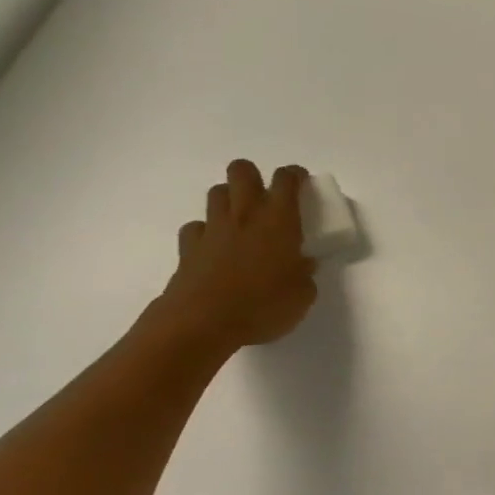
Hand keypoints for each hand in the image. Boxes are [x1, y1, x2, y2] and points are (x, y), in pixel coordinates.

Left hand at [149, 160, 318, 354]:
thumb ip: (305, 274)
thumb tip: (302, 265)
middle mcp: (245, 215)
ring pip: (217, 192)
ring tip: (241, 220)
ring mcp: (213, 229)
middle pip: (242, 171)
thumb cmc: (263, 306)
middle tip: (266, 198)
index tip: (301, 183)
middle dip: (254, 176)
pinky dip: (206, 232)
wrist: (203, 323)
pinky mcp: (188, 248)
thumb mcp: (302, 295)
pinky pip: (196, 227)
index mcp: (279, 220)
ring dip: (230, 199)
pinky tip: (214, 247)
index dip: (295, 175)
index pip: (286, 179)